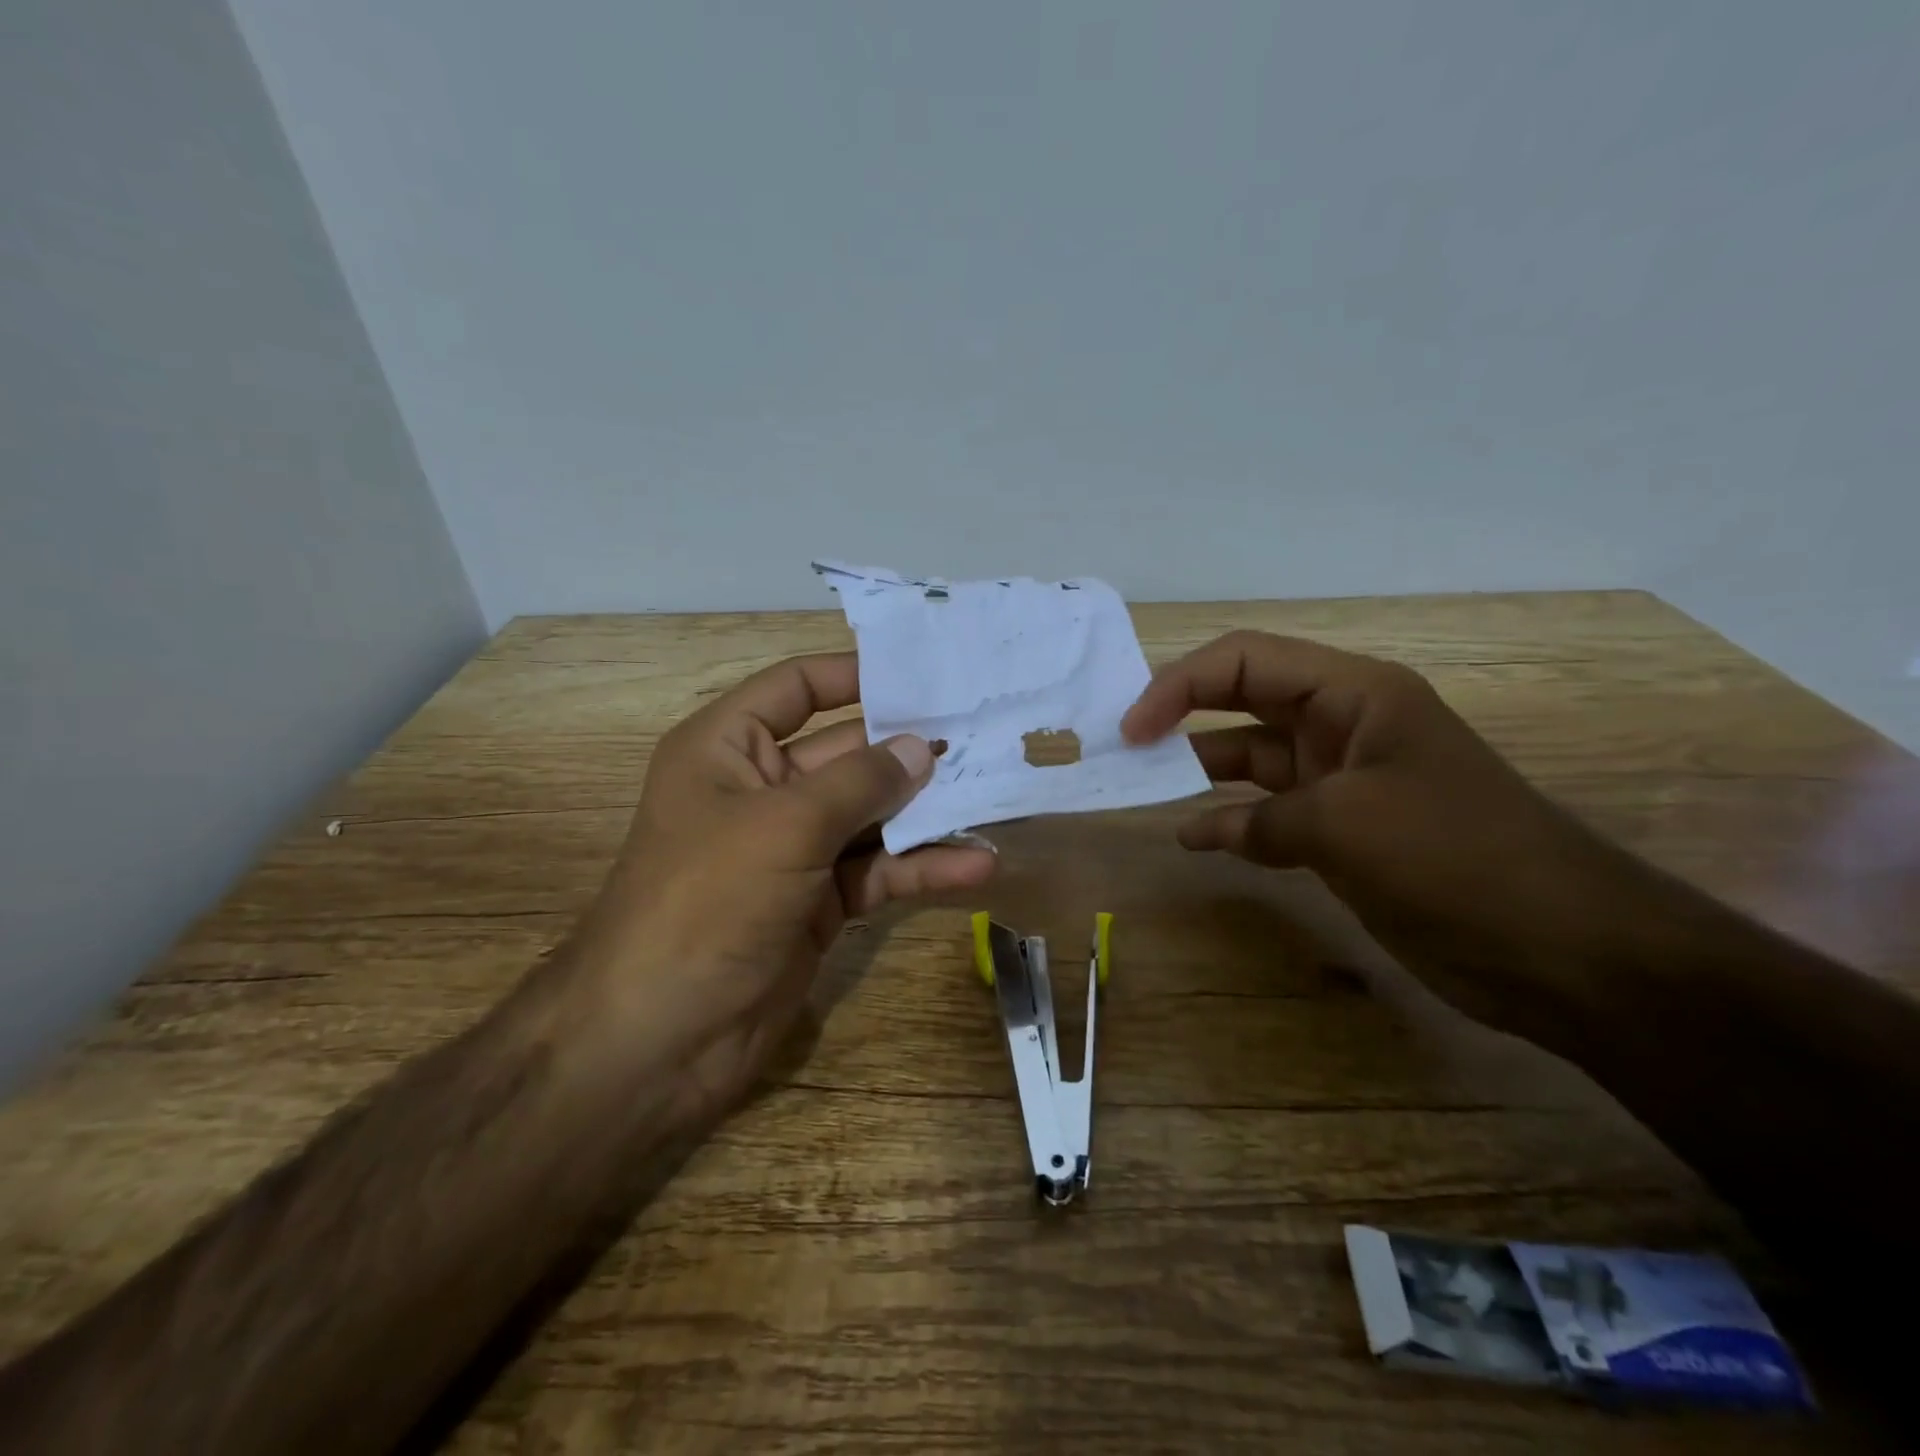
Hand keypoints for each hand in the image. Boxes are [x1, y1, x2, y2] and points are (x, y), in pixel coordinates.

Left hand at [570, 652, 996, 1119]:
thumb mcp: (784, 825)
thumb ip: (860, 781)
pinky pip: (877, 871)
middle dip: (909, 749)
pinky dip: (921, 868)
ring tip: (994, 792)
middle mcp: (761, 790)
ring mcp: (793, 850)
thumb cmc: (707, 901)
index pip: (797, 688)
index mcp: (728, 748)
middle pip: (846, 753)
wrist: (659, 1039)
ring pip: (870, 816)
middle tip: (982, 735)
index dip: (854, 675)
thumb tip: (922, 746)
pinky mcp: (819, 902)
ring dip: (926, 811)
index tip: (923, 673)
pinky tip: (976, 866)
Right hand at [1122, 631, 1641, 1045]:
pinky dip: (1230, 822)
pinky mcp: (1342, 832)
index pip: (1245, 661)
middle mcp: (1342, 725)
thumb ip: (1261, 819)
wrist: (1560, 946)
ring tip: (1144, 788)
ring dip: (1199, 771)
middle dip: (1182, 715)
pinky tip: (1195, 838)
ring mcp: (1341, 780)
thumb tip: (1205, 830)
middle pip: (1242, 701)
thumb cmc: (1454, 856)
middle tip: (1126, 746)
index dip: (1179, 684)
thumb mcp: (1344, 823)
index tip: (1133, 728)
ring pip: (1250, 758)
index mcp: (1353, 694)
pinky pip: (1268, 814)